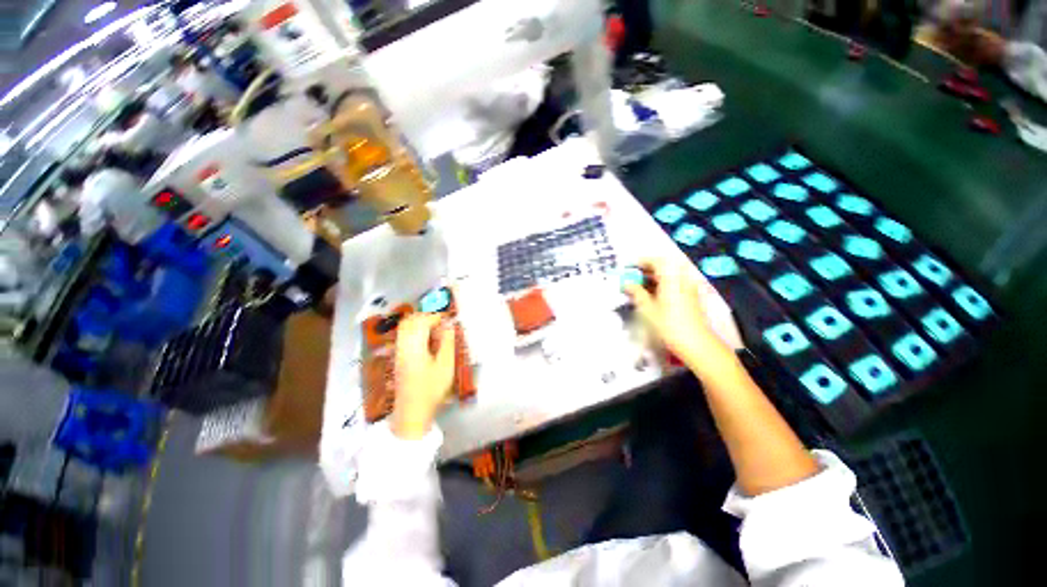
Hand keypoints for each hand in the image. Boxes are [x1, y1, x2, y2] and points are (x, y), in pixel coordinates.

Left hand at [391, 314, 456, 439]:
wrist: (412, 412)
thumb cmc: (431, 389)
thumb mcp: (445, 365)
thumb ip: (447, 342)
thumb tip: (449, 325)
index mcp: (414, 347)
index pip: (422, 321)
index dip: (436, 317)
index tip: (449, 321)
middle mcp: (402, 346)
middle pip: (409, 321)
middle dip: (426, 317)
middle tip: (441, 324)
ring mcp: (397, 352)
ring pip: (404, 328)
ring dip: (419, 324)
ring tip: (435, 332)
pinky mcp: (397, 358)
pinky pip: (403, 336)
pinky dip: (415, 332)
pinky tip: (426, 342)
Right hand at [624, 259, 735, 375]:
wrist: (696, 344)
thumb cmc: (669, 325)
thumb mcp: (647, 309)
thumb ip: (636, 292)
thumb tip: (627, 283)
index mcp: (671, 278)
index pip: (656, 261)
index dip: (641, 261)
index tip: (628, 267)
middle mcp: (681, 279)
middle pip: (664, 267)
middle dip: (646, 269)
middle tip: (632, 277)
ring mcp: (688, 288)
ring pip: (669, 276)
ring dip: (654, 277)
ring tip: (639, 286)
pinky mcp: (691, 297)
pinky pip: (674, 284)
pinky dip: (662, 284)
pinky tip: (652, 295)